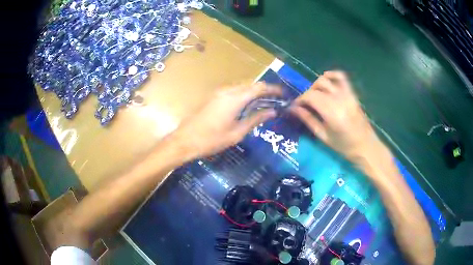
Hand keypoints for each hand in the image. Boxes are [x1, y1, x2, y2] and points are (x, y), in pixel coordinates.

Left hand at [171, 82, 280, 160]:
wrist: (185, 140)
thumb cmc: (212, 140)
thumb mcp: (237, 133)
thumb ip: (256, 119)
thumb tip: (272, 112)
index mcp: (235, 98)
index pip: (259, 87)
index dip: (273, 89)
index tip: (284, 94)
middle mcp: (227, 90)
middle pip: (251, 85)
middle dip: (265, 90)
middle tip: (276, 100)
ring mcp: (218, 92)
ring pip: (242, 87)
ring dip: (254, 92)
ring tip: (264, 103)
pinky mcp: (213, 96)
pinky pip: (233, 91)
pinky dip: (244, 95)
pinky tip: (248, 105)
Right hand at [291, 71, 383, 161]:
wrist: (365, 145)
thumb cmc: (344, 145)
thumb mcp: (323, 136)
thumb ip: (308, 120)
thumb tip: (294, 109)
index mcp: (331, 112)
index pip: (310, 96)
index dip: (300, 99)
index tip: (295, 106)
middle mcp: (339, 99)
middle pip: (317, 87)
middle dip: (307, 93)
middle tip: (305, 104)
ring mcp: (347, 94)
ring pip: (327, 80)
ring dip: (316, 84)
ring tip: (315, 94)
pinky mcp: (352, 93)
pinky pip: (341, 77)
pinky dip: (332, 75)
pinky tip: (326, 79)